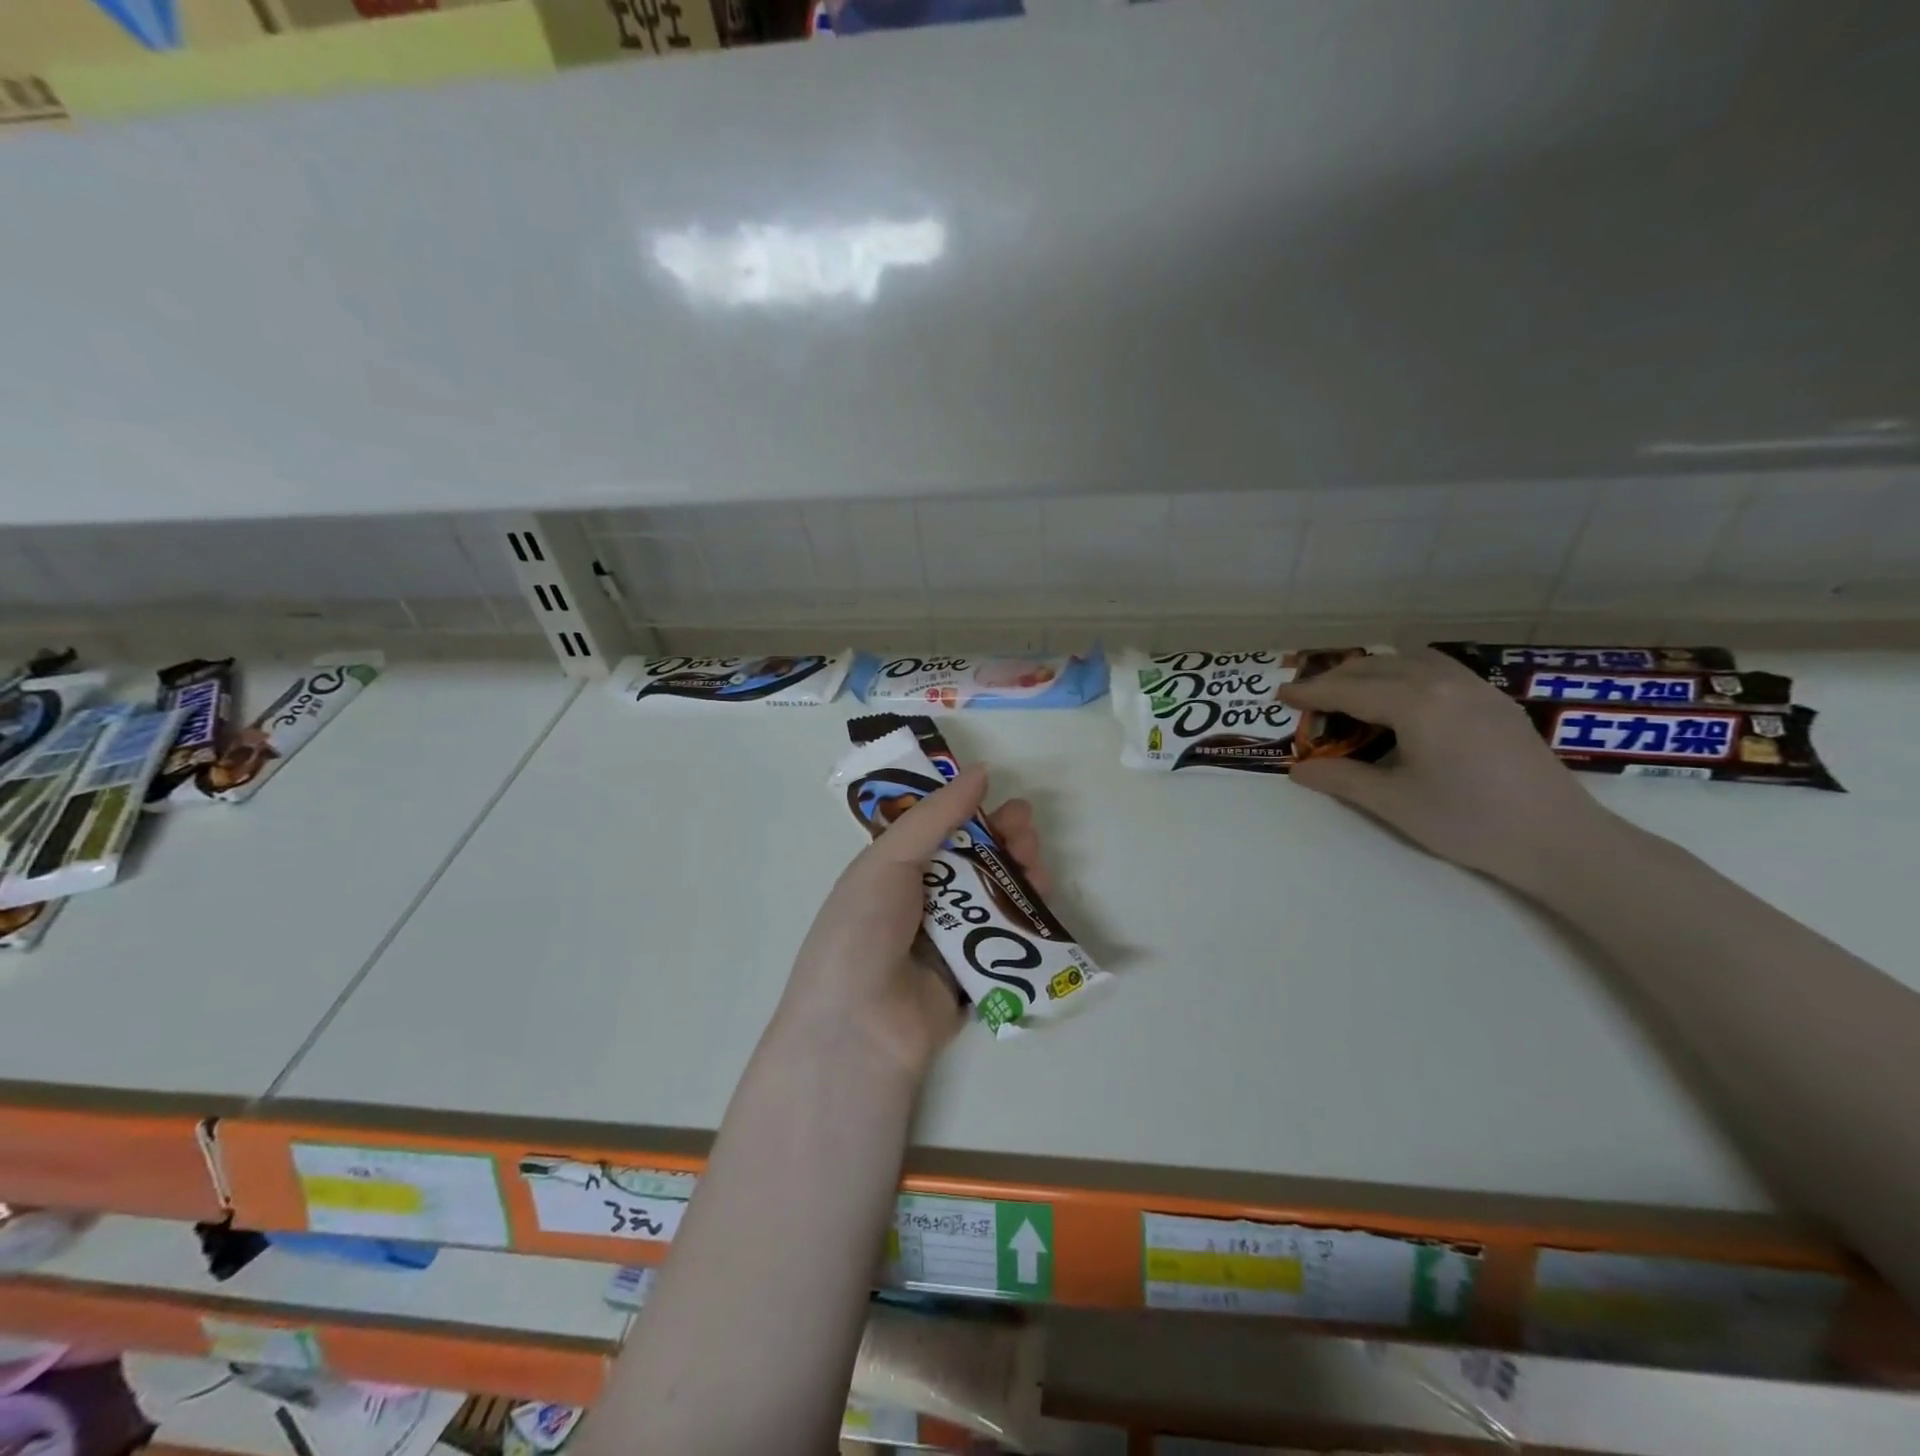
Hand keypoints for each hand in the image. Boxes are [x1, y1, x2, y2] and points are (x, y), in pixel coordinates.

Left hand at [778, 765, 1046, 1081]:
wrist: (859, 1027)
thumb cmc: (864, 929)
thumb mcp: (889, 860)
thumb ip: (936, 816)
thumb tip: (981, 770)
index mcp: (892, 872)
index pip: (939, 831)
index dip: (971, 813)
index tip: (1002, 800)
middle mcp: (921, 901)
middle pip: (973, 861)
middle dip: (1004, 842)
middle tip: (1026, 835)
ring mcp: (948, 940)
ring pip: (994, 896)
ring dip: (1019, 875)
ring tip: (1036, 865)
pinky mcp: (973, 975)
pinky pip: (1004, 938)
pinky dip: (1026, 918)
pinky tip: (1041, 901)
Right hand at [1277, 649, 1624, 892]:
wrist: (1560, 840)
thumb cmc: (1469, 822)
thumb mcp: (1394, 803)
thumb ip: (1341, 779)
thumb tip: (1298, 770)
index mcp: (1417, 703)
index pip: (1350, 690)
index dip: (1311, 693)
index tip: (1281, 695)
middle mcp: (1445, 682)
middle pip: (1378, 666)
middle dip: (1338, 678)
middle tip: (1309, 699)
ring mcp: (1477, 688)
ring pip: (1411, 661)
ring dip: (1374, 672)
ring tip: (1351, 696)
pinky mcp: (1497, 702)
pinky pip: (1439, 670)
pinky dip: (1406, 675)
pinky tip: (1403, 703)